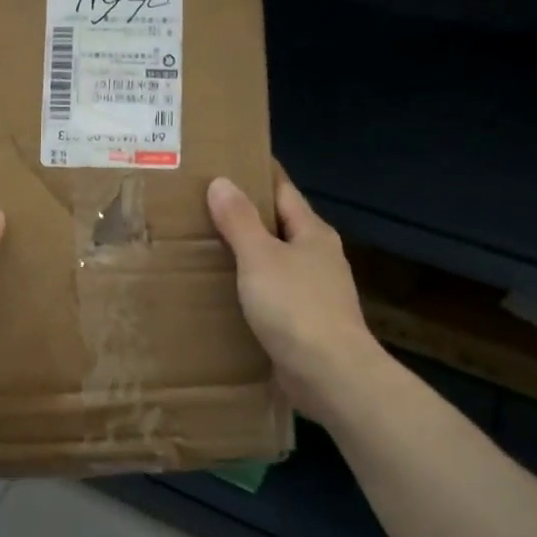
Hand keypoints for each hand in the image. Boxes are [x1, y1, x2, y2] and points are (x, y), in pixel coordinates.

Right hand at [207, 171, 384, 425]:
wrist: (330, 374)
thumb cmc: (296, 307)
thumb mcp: (260, 257)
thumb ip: (240, 220)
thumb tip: (222, 181)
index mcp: (313, 233)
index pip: (284, 191)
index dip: (259, 175)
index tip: (230, 162)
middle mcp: (319, 257)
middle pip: (281, 225)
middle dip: (248, 215)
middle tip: (205, 206)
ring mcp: (316, 291)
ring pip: (277, 261)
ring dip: (249, 254)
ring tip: (208, 247)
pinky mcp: (307, 322)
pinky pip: (274, 294)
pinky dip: (252, 287)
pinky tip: (228, 293)